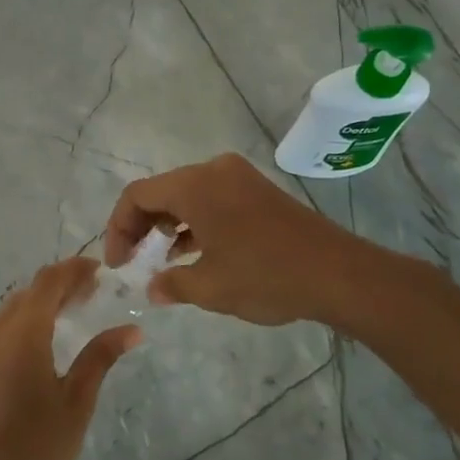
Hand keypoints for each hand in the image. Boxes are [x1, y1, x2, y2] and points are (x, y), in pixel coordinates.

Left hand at [0, 258, 140, 459]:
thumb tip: (132, 330)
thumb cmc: (41, 442)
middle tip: (95, 290)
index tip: (101, 270)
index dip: (74, 269)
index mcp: (23, 330)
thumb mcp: (78, 398)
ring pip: (16, 304)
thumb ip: (101, 356)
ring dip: (45, 298)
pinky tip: (49, 331)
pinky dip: (28, 315)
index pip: (49, 281)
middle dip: (63, 283)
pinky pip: (4, 321)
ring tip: (77, 307)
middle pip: (32, 289)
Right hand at [103, 153, 427, 332]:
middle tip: (132, 261)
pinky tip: (192, 252)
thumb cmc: (267, 276)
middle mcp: (213, 170)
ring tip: (159, 260)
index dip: (118, 228)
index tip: (118, 263)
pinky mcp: (257, 191)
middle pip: (160, 191)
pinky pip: (210, 199)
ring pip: (186, 195)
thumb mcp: (211, 288)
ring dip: (167, 225)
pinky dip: (194, 222)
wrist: (341, 275)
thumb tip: (152, 288)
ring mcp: (238, 178)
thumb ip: (172, 284)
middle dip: (140, 226)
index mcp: (195, 185)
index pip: (137, 195)